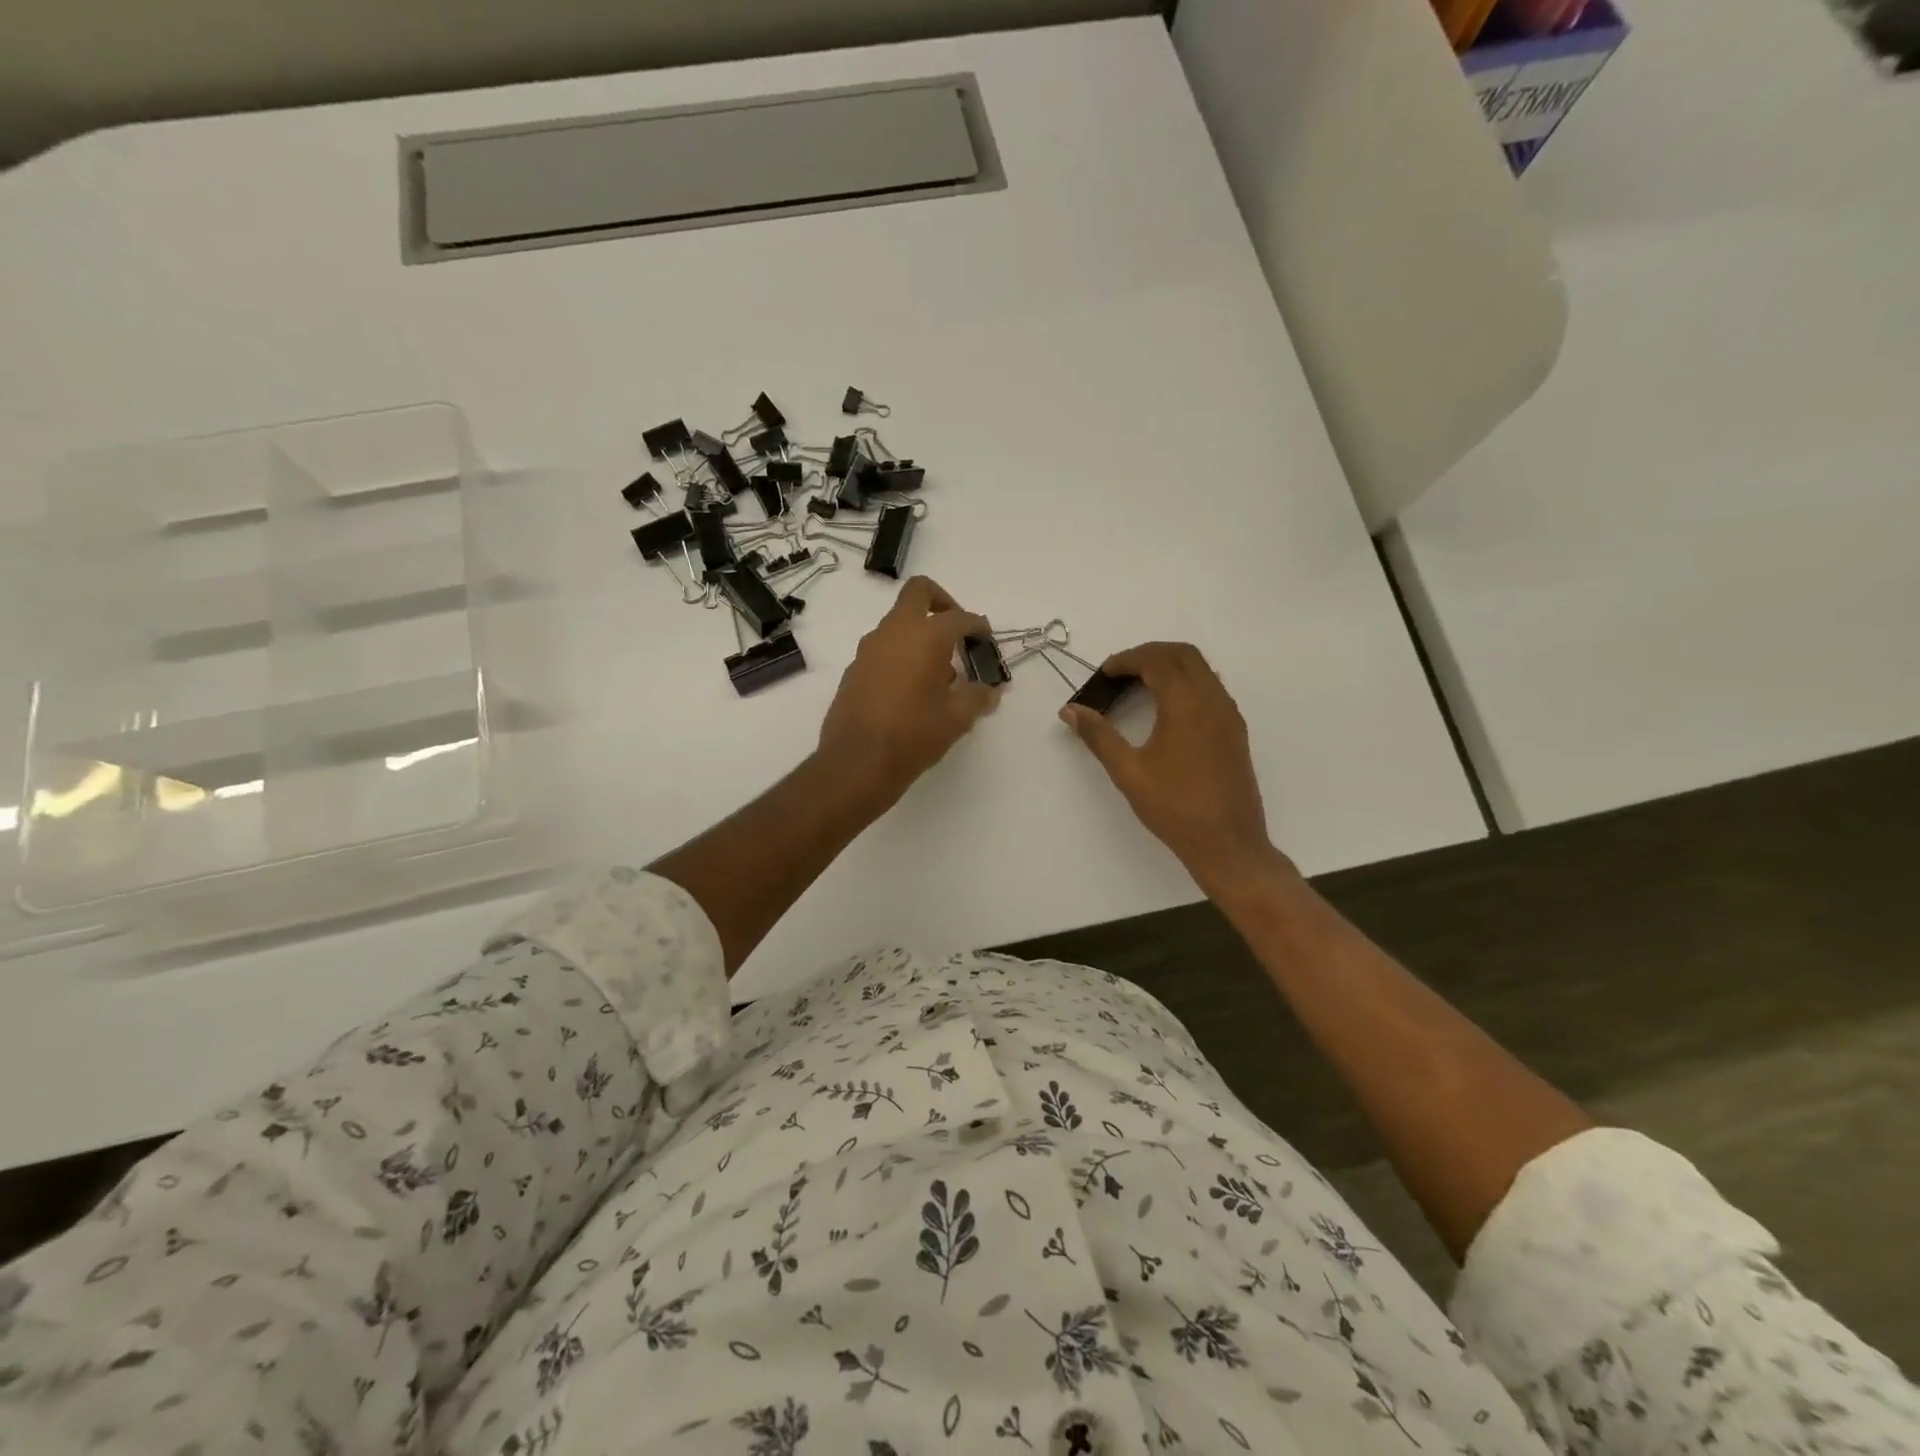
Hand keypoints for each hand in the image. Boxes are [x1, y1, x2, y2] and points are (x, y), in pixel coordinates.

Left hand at [818, 576, 1001, 809]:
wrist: (857, 762)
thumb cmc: (914, 734)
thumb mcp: (957, 718)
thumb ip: (978, 697)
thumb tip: (990, 691)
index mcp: (925, 636)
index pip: (959, 618)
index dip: (978, 626)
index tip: (986, 641)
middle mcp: (894, 632)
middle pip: (919, 593)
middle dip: (942, 602)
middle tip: (956, 631)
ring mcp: (869, 649)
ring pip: (898, 623)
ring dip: (920, 635)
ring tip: (939, 673)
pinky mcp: (854, 669)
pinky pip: (883, 649)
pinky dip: (901, 656)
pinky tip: (912, 690)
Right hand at [1061, 642, 1286, 897]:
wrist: (1228, 843)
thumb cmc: (1174, 807)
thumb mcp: (1128, 772)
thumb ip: (1099, 736)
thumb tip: (1070, 710)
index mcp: (1187, 705)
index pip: (1158, 661)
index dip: (1127, 659)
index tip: (1103, 674)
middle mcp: (1213, 700)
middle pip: (1184, 655)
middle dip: (1150, 654)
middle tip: (1119, 673)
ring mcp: (1229, 715)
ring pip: (1202, 669)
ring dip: (1170, 666)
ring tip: (1139, 686)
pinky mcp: (1235, 731)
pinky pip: (1211, 688)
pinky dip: (1186, 683)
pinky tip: (1166, 709)